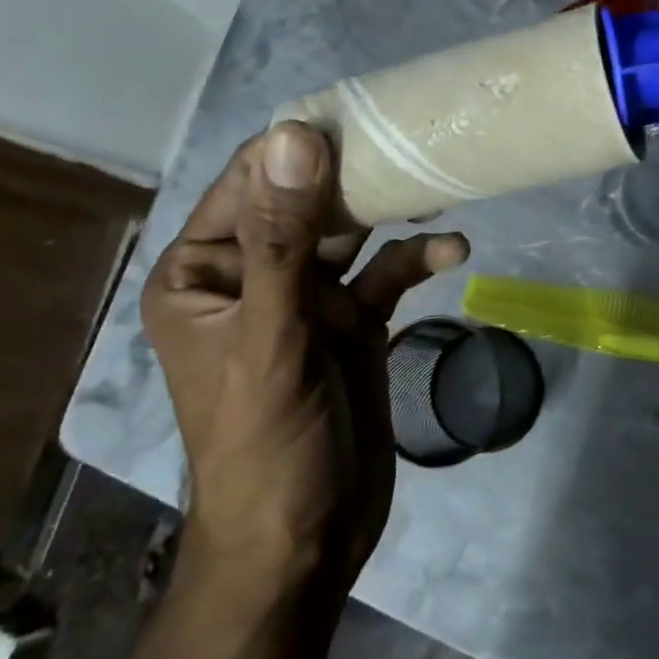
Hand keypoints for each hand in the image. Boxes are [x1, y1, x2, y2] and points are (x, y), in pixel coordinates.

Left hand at [140, 122, 468, 599]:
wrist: (304, 545)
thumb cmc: (265, 442)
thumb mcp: (271, 335)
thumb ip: (282, 236)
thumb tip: (293, 134)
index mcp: (205, 269)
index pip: (251, 180)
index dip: (300, 144)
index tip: (362, 113)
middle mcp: (253, 272)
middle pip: (308, 198)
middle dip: (356, 174)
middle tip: (412, 144)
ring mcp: (306, 297)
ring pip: (351, 231)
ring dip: (392, 210)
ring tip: (438, 184)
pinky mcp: (352, 321)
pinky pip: (385, 274)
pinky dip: (415, 258)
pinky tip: (453, 249)